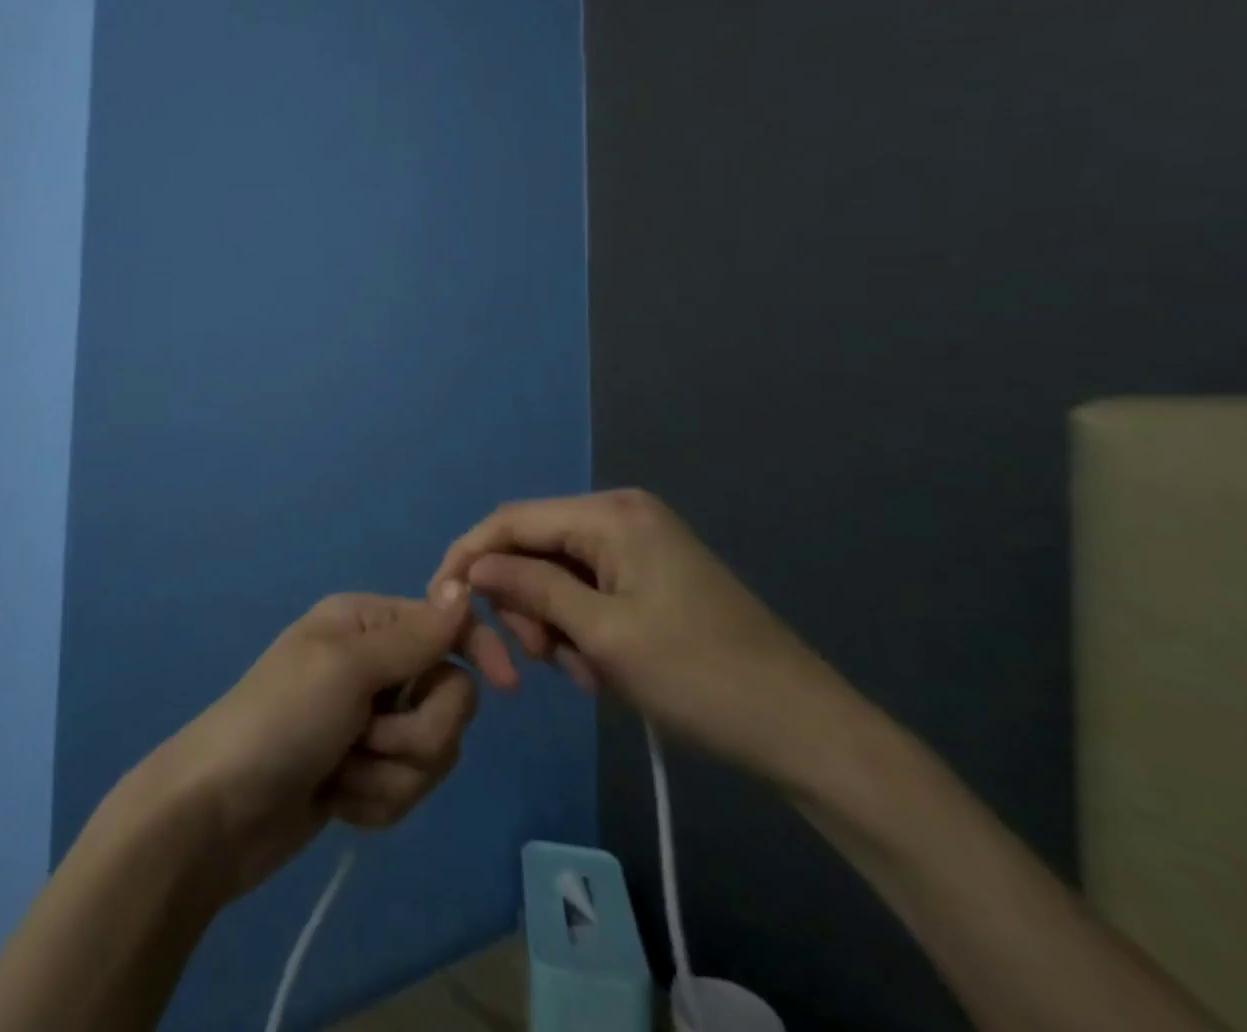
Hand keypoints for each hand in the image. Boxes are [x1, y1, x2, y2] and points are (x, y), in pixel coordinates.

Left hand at [151, 588, 480, 897]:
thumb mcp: (347, 667)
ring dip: (390, 774)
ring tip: (340, 772)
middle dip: (415, 733)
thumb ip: (413, 635)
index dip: (479, 650)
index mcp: (367, 624)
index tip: (508, 685)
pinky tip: (335, 799)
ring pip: (434, 751)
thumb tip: (462, 583)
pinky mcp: (365, 776)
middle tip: (365, 736)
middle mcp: (373, 666)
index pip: (448, 625)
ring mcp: (369, 724)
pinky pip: (407, 791)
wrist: (218, 813)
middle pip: (450, 697)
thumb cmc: (280, 719)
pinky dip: (375, 801)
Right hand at [431, 489, 839, 780]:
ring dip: (550, 623)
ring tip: (579, 674)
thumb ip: (531, 589)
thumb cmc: (700, 678)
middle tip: (530, 663)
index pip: (513, 520)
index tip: (440, 601)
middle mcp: (620, 515)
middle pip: (534, 547)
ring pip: (556, 574)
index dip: (470, 555)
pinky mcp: (648, 575)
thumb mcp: (602, 636)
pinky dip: (578, 628)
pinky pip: (587, 591)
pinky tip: (598, 670)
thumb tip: (472, 565)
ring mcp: (637, 545)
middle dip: (520, 602)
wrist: (806, 732)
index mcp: (610, 514)